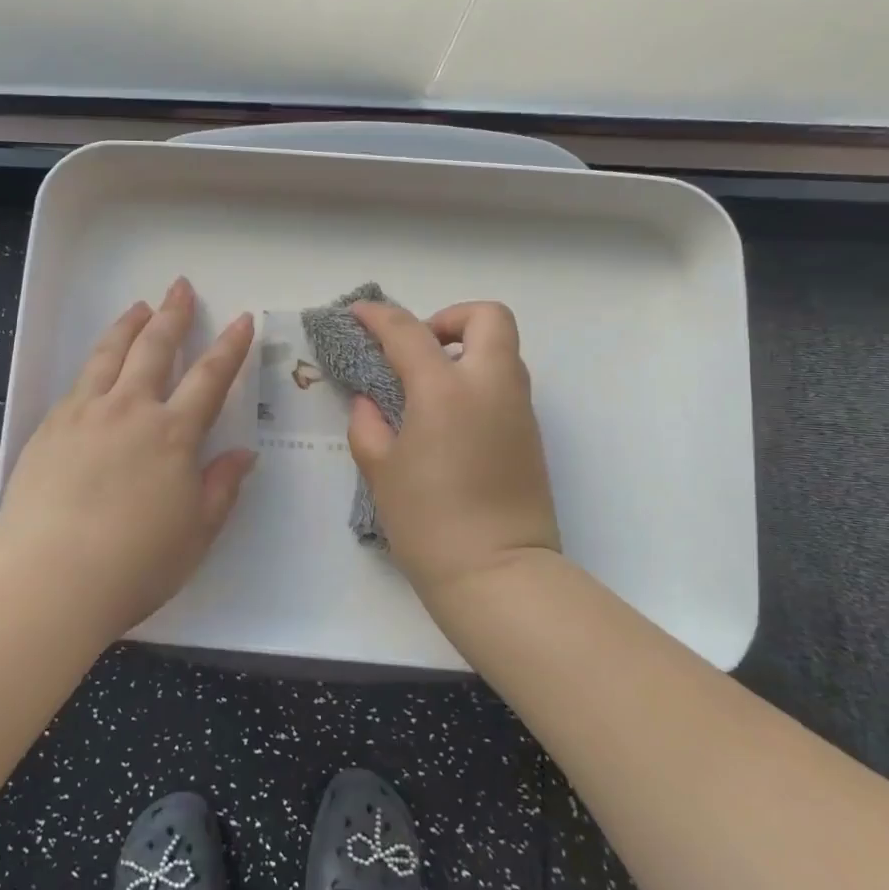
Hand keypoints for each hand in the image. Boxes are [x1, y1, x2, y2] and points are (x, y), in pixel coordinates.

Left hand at [0, 278, 256, 639]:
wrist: (50, 578)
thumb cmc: (135, 564)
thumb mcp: (196, 533)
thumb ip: (221, 487)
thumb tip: (243, 454)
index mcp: (173, 435)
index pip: (210, 378)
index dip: (230, 346)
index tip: (241, 320)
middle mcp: (130, 410)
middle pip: (155, 348)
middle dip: (173, 315)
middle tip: (179, 287)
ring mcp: (85, 414)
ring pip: (110, 354)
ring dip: (129, 326)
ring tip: (140, 307)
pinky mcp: (50, 427)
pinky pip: (78, 381)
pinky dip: (95, 360)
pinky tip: (98, 362)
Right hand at [346, 299, 559, 600]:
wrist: (499, 576)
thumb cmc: (429, 523)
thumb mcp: (381, 471)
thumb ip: (368, 425)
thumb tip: (370, 402)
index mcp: (446, 391)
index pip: (408, 331)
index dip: (378, 316)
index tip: (358, 313)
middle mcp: (490, 386)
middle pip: (487, 317)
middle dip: (450, 318)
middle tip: (419, 349)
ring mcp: (518, 409)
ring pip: (502, 349)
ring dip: (465, 350)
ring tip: (427, 386)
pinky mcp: (530, 435)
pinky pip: (505, 384)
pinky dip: (477, 381)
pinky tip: (447, 419)